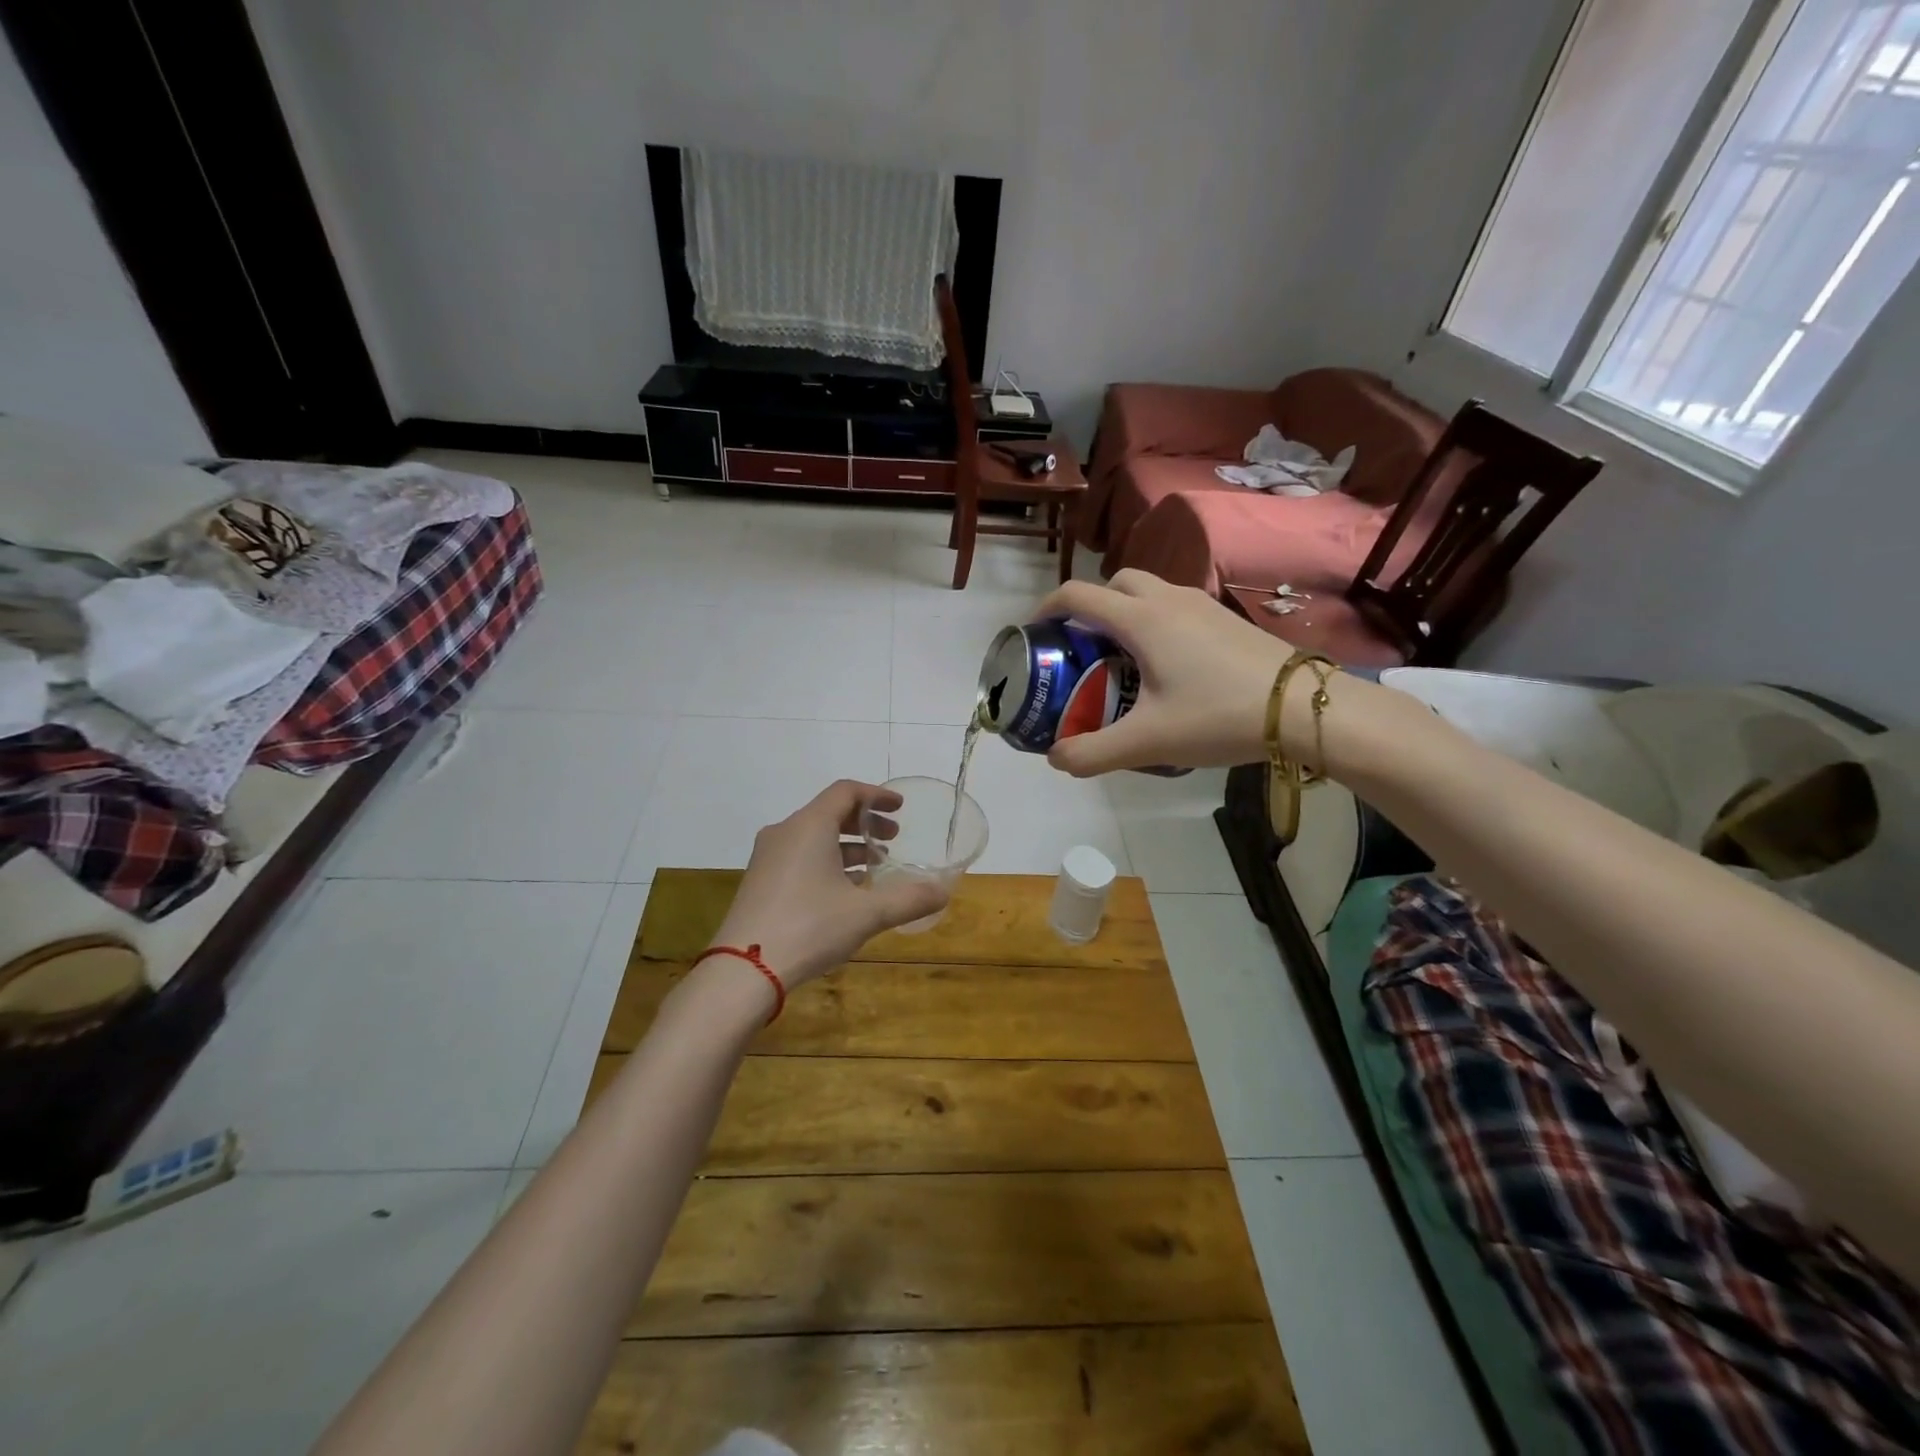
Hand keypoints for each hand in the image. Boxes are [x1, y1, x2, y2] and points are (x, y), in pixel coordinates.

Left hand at [707, 780, 949, 992]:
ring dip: (847, 845)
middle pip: (829, 811)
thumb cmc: (809, 928)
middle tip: (892, 840)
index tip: (900, 808)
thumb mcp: (866, 914)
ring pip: (814, 836)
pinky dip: (826, 861)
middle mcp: (785, 832)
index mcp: (809, 826)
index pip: (846, 792)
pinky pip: (799, 856)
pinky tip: (844, 891)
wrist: (743, 970)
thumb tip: (944, 892)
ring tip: (874, 867)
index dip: (876, 796)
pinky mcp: (760, 881)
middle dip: (865, 823)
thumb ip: (908, 899)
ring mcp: (768, 857)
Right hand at [1034, 570, 1297, 775]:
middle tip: (1083, 646)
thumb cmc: (1218, 716)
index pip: (1079, 596)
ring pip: (1150, 591)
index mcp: (1142, 620)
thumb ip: (1092, 753)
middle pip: (1116, 583)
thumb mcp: (1148, 742)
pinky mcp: (1226, 620)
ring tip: (1122, 657)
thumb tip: (1055, 759)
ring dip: (1125, 612)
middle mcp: (1169, 600)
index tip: (1035, 631)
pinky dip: (1156, 621)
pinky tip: (1167, 665)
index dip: (1047, 608)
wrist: (1304, 708)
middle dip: (1090, 606)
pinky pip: (1176, 606)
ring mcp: (1203, 606)